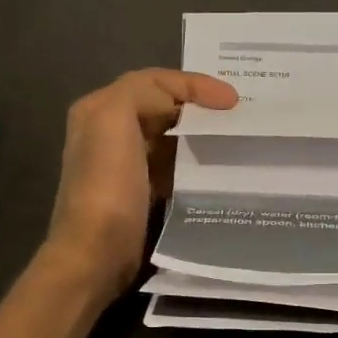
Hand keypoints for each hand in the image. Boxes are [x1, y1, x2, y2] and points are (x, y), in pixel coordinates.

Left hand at [43, 68, 238, 296]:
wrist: (96, 256)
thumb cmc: (108, 186)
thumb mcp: (115, 120)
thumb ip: (144, 92)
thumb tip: (183, 106)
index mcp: (100, 109)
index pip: (154, 81)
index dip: (194, 85)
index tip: (233, 101)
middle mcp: (108, 133)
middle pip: (163, 108)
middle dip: (200, 109)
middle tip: (241, 117)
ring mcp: (124, 166)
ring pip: (170, 139)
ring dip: (200, 137)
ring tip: (236, 140)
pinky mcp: (140, 195)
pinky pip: (173, 168)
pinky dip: (194, 164)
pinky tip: (217, 170)